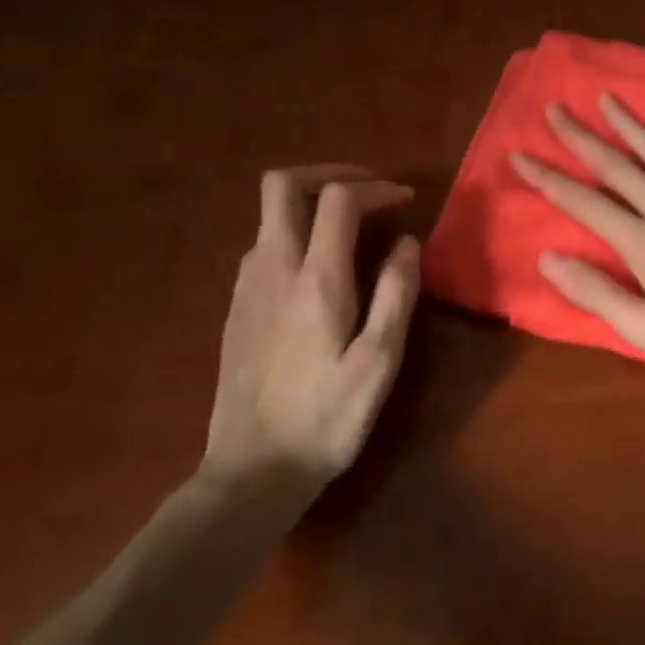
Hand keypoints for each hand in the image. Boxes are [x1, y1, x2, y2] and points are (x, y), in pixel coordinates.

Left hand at [203, 166, 420, 486]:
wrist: (253, 469)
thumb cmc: (327, 417)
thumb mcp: (380, 361)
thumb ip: (396, 294)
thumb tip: (408, 243)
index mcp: (315, 279)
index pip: (338, 200)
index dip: (375, 188)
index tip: (405, 200)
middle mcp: (272, 268)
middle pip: (282, 186)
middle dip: (328, 174)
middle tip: (368, 191)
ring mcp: (246, 287)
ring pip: (269, 216)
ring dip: (309, 204)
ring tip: (350, 228)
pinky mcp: (236, 308)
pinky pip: (262, 246)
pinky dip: (294, 234)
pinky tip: (318, 270)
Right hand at [510, 95, 644, 383]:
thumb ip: (597, 292)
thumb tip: (549, 258)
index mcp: (644, 244)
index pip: (585, 204)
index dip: (549, 179)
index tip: (520, 154)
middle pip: (619, 169)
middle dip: (582, 138)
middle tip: (556, 109)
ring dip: (634, 126)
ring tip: (610, 99)